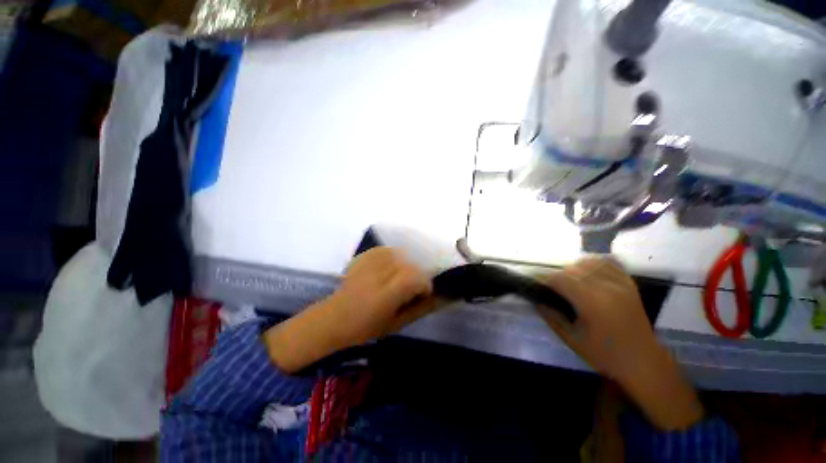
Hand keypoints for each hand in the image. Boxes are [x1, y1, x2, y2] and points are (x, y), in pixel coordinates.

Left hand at [264, 247, 437, 372]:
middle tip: (412, 287)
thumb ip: (419, 309)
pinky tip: (391, 266)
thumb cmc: (366, 327)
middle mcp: (378, 275)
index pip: (414, 278)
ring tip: (401, 277)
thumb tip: (438, 297)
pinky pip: (387, 250)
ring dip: (407, 265)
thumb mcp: (396, 324)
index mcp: (385, 295)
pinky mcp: (364, 257)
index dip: (425, 284)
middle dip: (418, 275)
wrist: (334, 318)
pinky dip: (395, 256)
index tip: (423, 293)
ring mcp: (369, 264)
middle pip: (409, 264)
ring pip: (400, 254)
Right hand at [538, 257, 703, 429]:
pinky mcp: (629, 283)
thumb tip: (536, 300)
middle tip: (554, 288)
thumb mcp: (572, 339)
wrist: (643, 362)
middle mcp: (607, 287)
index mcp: (592, 302)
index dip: (546, 280)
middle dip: (558, 275)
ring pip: (589, 262)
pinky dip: (594, 264)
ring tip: (571, 281)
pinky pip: (608, 263)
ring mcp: (620, 283)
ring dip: (574, 268)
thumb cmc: (605, 355)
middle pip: (573, 268)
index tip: (539, 287)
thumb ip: (552, 316)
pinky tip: (588, 273)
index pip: (561, 279)